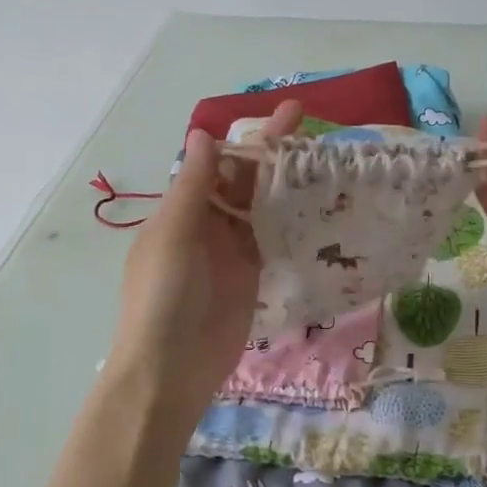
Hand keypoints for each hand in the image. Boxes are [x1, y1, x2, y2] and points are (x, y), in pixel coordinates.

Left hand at [104, 101, 302, 418]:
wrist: (170, 369)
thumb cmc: (162, 296)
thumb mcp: (174, 234)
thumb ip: (193, 186)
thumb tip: (203, 133)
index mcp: (181, 209)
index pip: (217, 163)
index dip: (248, 140)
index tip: (284, 117)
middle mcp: (206, 224)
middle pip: (243, 182)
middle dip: (273, 155)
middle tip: (312, 129)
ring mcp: (230, 252)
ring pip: (260, 208)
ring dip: (285, 185)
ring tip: (324, 161)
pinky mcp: (251, 277)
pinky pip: (271, 240)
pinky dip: (290, 221)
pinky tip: (317, 205)